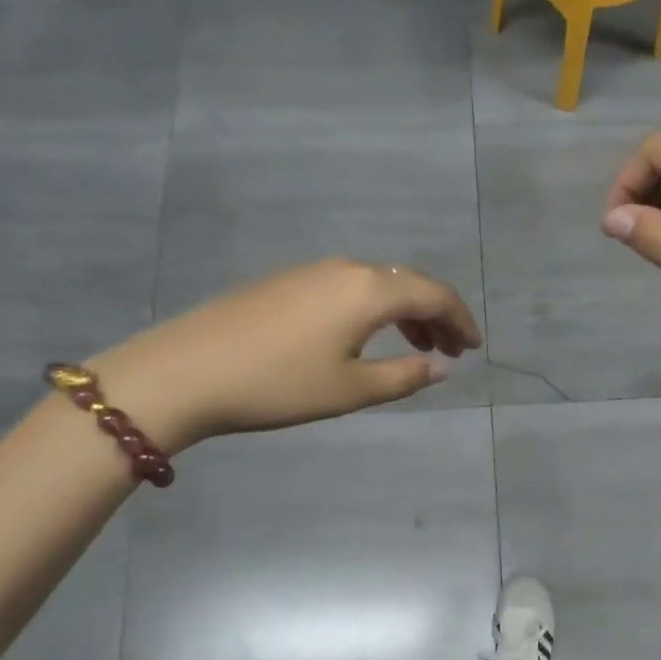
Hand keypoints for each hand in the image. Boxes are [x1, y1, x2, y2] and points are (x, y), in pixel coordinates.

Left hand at [88, 258, 482, 449]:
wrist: (185, 372)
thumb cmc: (278, 384)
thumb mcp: (350, 390)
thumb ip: (403, 377)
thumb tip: (440, 367)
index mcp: (369, 290)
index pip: (433, 294)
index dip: (460, 319)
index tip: (474, 347)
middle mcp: (345, 269)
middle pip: (406, 283)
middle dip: (435, 315)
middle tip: (450, 351)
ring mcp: (311, 272)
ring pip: (375, 285)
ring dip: (403, 313)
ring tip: (416, 347)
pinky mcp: (284, 282)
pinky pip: (347, 289)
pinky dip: (371, 310)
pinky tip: (364, 338)